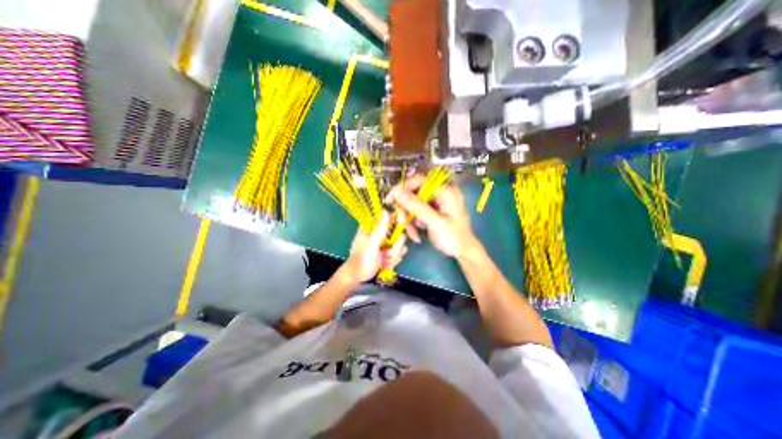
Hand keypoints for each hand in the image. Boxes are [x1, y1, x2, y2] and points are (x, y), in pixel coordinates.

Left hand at [343, 212, 408, 281]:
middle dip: (396, 246)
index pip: (390, 217)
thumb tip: (386, 210)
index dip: (398, 223)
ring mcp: (385, 241)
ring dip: (395, 254)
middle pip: (399, 232)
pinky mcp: (388, 250)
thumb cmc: (362, 259)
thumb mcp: (371, 244)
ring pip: (400, 243)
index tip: (399, 231)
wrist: (358, 276)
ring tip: (385, 261)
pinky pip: (399, 251)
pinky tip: (387, 263)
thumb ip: (380, 228)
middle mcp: (380, 232)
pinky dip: (394, 259)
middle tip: (387, 253)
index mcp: (373, 226)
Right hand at [387, 173, 479, 259]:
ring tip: (412, 233)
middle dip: (405, 209)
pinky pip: (415, 211)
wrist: (463, 251)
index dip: (403, 187)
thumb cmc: (454, 237)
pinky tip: (416, 234)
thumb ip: (417, 207)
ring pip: (412, 203)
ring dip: (408, 218)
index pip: (420, 180)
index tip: (391, 199)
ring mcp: (434, 202)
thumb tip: (398, 193)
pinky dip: (412, 223)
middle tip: (401, 222)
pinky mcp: (430, 210)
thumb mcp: (436, 222)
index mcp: (445, 191)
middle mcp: (439, 192)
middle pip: (413, 192)